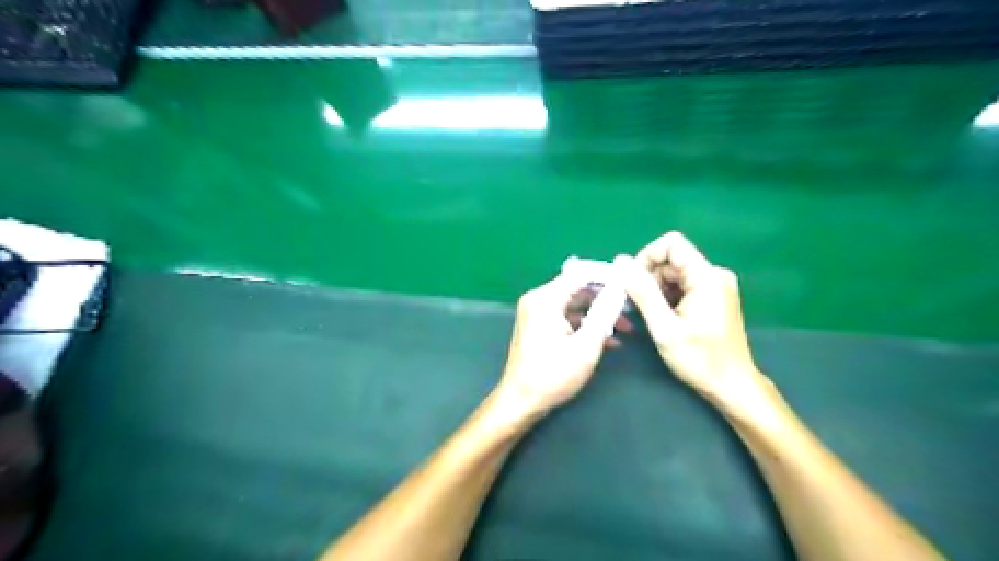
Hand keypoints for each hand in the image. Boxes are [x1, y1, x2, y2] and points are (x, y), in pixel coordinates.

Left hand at [494, 273, 626, 419]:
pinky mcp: (539, 326)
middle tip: (632, 308)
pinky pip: (567, 317)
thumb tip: (619, 288)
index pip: (581, 272)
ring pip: (575, 303)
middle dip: (606, 297)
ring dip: (599, 314)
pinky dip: (586, 324)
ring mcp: (537, 313)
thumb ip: (604, 313)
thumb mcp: (586, 345)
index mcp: (545, 298)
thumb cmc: (552, 375)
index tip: (632, 282)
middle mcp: (538, 299)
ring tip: (626, 327)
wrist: (521, 401)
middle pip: (578, 287)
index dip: (607, 275)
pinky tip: (608, 340)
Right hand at [615, 229, 775, 415]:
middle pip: (671, 260)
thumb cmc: (700, 360)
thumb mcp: (664, 327)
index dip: (647, 258)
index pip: (671, 244)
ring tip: (653, 317)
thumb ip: (642, 291)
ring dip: (657, 290)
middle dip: (650, 278)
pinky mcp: (715, 296)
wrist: (732, 386)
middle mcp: (715, 274)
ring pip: (675, 273)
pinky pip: (683, 285)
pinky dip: (668, 297)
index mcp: (707, 277)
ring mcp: (716, 285)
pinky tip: (665, 318)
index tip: (634, 284)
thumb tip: (620, 261)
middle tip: (640, 307)